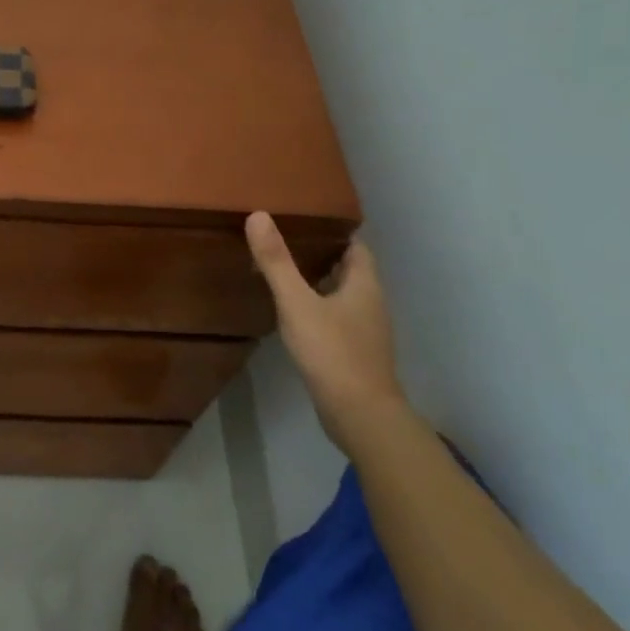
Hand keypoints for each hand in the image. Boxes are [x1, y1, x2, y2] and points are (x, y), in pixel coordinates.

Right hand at [246, 213, 407, 451]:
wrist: (359, 415)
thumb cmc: (332, 351)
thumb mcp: (297, 303)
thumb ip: (277, 262)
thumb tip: (258, 215)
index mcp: (364, 285)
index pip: (355, 246)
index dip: (334, 232)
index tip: (304, 220)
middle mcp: (370, 303)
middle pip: (348, 270)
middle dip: (321, 255)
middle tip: (284, 242)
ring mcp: (365, 331)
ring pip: (342, 296)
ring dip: (318, 284)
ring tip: (283, 273)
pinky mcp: (355, 353)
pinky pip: (336, 320)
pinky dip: (318, 310)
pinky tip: (293, 314)